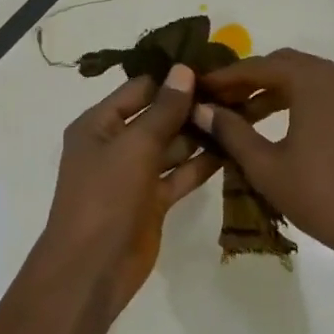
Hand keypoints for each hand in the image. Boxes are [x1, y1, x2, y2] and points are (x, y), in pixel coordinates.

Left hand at [41, 64, 222, 313]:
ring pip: (172, 146)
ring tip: (242, 115)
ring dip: (200, 134)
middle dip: (191, 106)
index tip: (212, 66)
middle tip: (237, 91)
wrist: (92, 268)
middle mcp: (115, 145)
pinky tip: (232, 149)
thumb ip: (162, 110)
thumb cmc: (104, 197)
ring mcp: (134, 175)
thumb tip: (183, 70)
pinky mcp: (152, 201)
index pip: (139, 90)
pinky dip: (201, 164)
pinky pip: (179, 175)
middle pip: (157, 117)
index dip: (172, 79)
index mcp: (98, 125)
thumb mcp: (133, 146)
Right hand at [195, 49, 333, 275]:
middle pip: (283, 65)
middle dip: (248, 80)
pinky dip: (295, 101)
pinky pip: (323, 94)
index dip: (224, 77)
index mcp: (315, 80)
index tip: (197, 89)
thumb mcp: (266, 166)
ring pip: (304, 79)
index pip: (259, 66)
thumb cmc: (322, 196)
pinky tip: (274, 126)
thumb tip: (201, 109)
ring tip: (239, 117)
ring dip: (271, 91)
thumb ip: (231, 131)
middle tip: (216, 101)